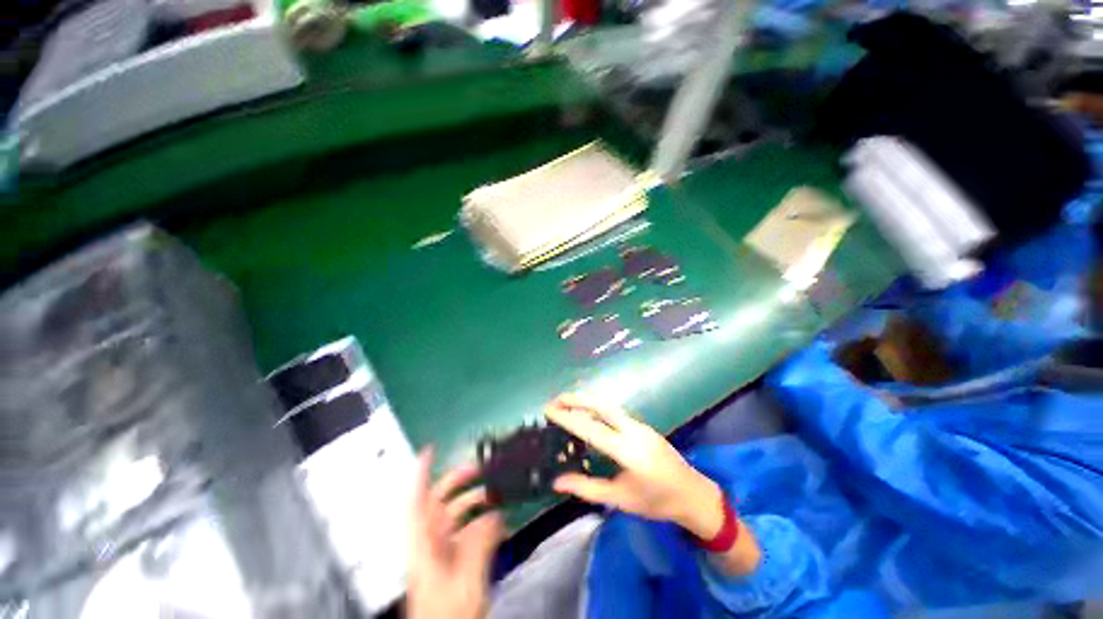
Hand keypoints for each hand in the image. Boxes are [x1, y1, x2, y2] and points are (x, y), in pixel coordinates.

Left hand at [407, 449, 502, 618]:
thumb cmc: (447, 612)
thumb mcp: (467, 577)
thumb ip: (480, 542)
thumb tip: (495, 514)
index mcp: (423, 543)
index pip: (417, 499)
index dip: (421, 473)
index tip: (430, 449)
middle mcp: (430, 541)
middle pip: (440, 500)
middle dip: (460, 481)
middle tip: (481, 468)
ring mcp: (442, 550)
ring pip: (457, 514)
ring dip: (476, 502)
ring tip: (498, 495)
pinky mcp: (454, 558)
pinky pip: (468, 531)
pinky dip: (483, 522)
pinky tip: (500, 523)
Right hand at [544, 394, 723, 539]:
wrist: (693, 494)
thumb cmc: (656, 502)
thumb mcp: (619, 499)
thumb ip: (587, 488)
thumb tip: (557, 482)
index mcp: (627, 451)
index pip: (591, 428)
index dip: (568, 417)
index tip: (549, 409)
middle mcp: (633, 430)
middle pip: (601, 405)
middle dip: (577, 398)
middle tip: (555, 399)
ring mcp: (640, 425)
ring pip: (608, 405)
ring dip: (587, 401)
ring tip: (566, 403)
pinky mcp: (642, 425)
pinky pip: (615, 412)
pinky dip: (597, 408)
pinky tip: (588, 414)